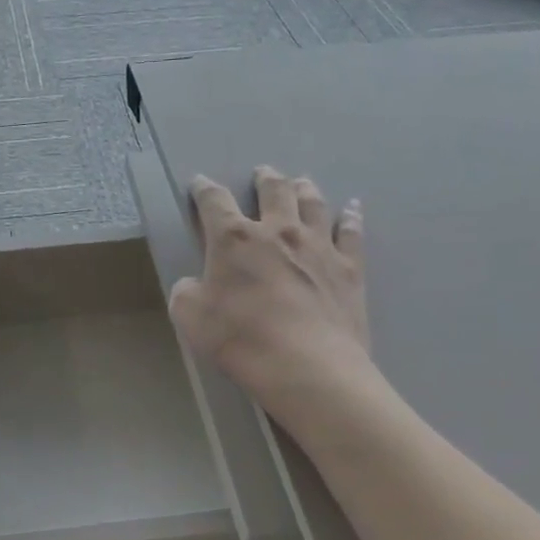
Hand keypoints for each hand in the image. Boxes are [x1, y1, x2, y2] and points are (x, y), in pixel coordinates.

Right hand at [168, 167, 371, 411]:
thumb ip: (186, 292)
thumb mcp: (191, 318)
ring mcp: (318, 246)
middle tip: (262, 172)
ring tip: (301, 182)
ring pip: (313, 204)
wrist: (308, 366)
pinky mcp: (348, 267)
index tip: (199, 183)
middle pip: (273, 191)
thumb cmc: (241, 339)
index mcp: (234, 239)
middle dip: (264, 178)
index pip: (214, 201)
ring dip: (304, 189)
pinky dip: (351, 217)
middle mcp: (278, 231)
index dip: (204, 189)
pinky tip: (352, 208)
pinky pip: (351, 232)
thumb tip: (192, 284)